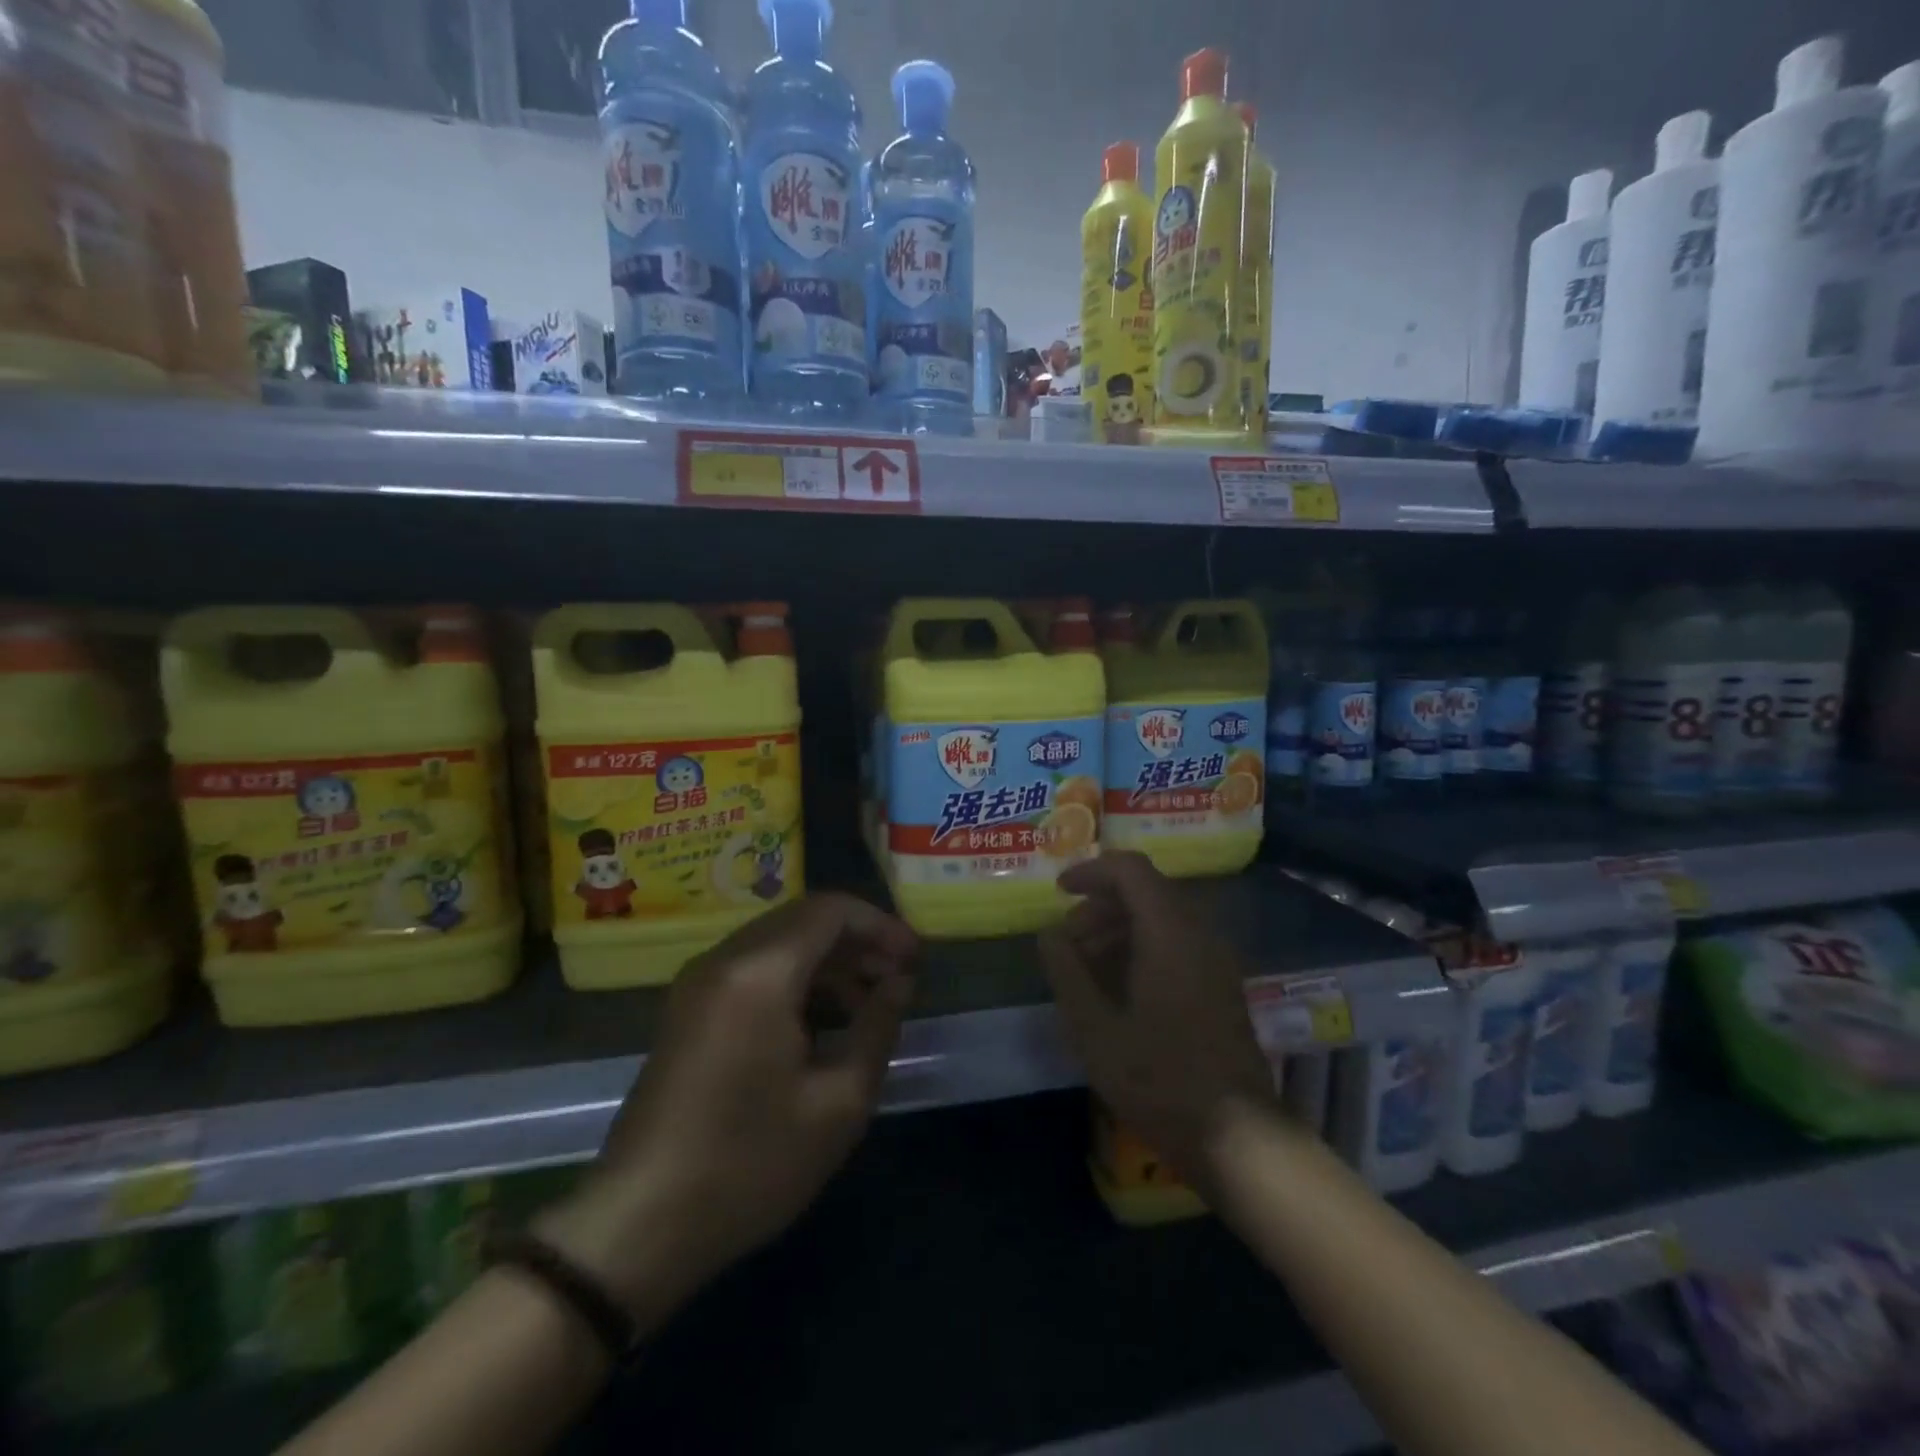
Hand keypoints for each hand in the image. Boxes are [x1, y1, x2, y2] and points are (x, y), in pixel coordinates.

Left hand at [539, 894, 917, 1323]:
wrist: (638, 1225)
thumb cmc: (749, 1164)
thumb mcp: (838, 1103)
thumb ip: (877, 1027)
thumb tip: (900, 984)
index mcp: (759, 973)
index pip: (831, 911)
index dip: (881, 926)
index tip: (916, 959)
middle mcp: (724, 960)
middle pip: (803, 919)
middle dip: (857, 941)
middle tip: (898, 979)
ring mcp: (698, 983)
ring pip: (778, 941)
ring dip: (827, 960)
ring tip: (867, 1003)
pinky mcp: (687, 1009)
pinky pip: (752, 968)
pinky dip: (794, 977)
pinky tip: (820, 1021)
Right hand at [1039, 853, 1274, 1190]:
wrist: (1238, 1136)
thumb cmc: (1159, 1078)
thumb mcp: (1095, 1028)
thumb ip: (1067, 971)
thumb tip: (1050, 933)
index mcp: (1169, 932)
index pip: (1131, 870)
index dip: (1091, 871)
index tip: (1059, 892)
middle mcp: (1198, 934)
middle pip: (1145, 892)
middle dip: (1099, 907)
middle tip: (1066, 943)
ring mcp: (1216, 960)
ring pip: (1160, 919)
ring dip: (1118, 929)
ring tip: (1085, 968)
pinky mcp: (1221, 985)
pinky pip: (1177, 944)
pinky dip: (1141, 948)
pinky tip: (1118, 989)